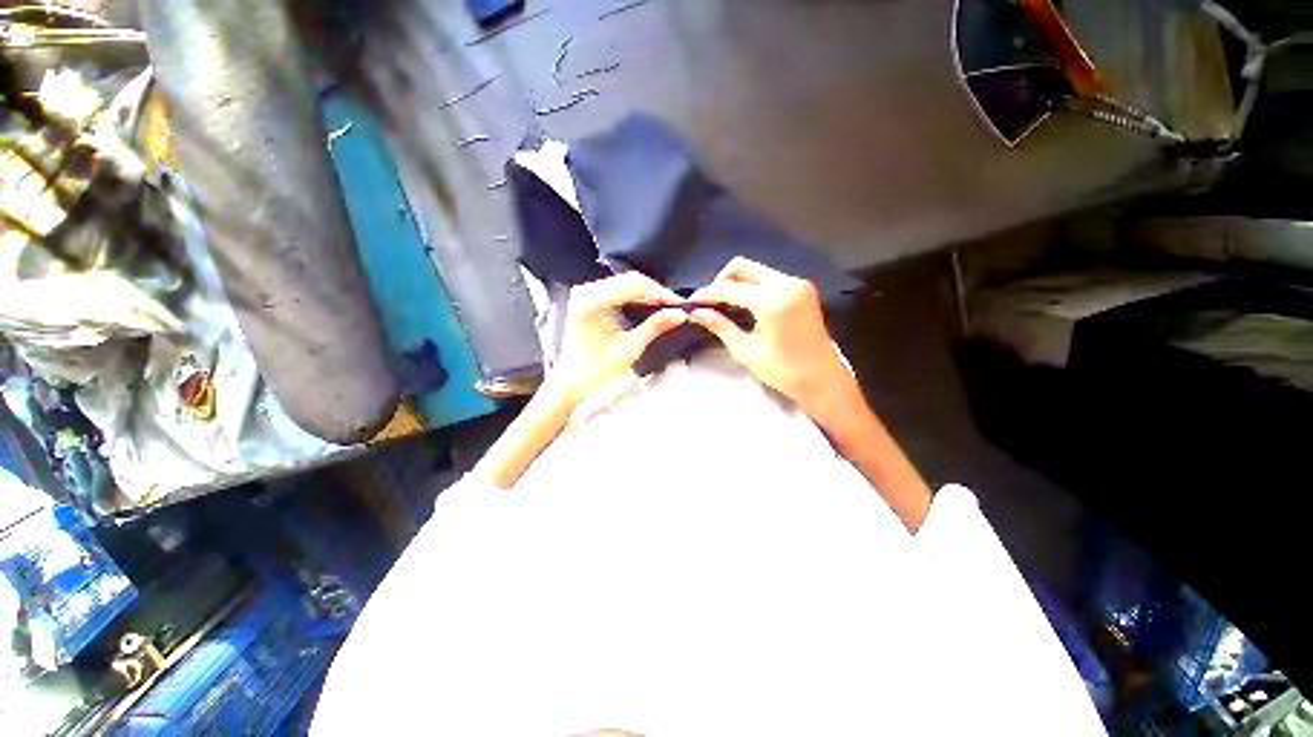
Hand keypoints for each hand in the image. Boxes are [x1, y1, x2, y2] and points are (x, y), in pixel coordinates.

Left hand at [548, 271, 687, 405]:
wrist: (573, 378)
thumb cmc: (597, 369)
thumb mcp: (630, 348)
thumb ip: (655, 327)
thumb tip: (679, 314)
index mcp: (591, 301)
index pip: (634, 285)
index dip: (660, 292)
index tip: (679, 304)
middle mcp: (586, 291)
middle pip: (630, 280)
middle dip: (656, 292)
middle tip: (676, 307)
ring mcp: (587, 292)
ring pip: (626, 282)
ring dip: (648, 294)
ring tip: (667, 307)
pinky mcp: (590, 297)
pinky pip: (619, 289)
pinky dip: (637, 297)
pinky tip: (651, 306)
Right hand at [690, 257, 856, 416]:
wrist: (822, 379)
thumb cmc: (783, 371)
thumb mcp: (745, 350)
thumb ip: (720, 326)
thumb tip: (695, 313)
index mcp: (772, 301)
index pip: (729, 288)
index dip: (708, 294)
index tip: (692, 302)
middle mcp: (786, 283)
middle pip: (743, 267)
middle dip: (721, 281)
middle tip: (710, 302)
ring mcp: (797, 283)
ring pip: (756, 270)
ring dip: (737, 283)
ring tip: (725, 305)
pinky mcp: (803, 288)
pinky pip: (769, 278)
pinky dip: (753, 287)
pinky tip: (745, 305)